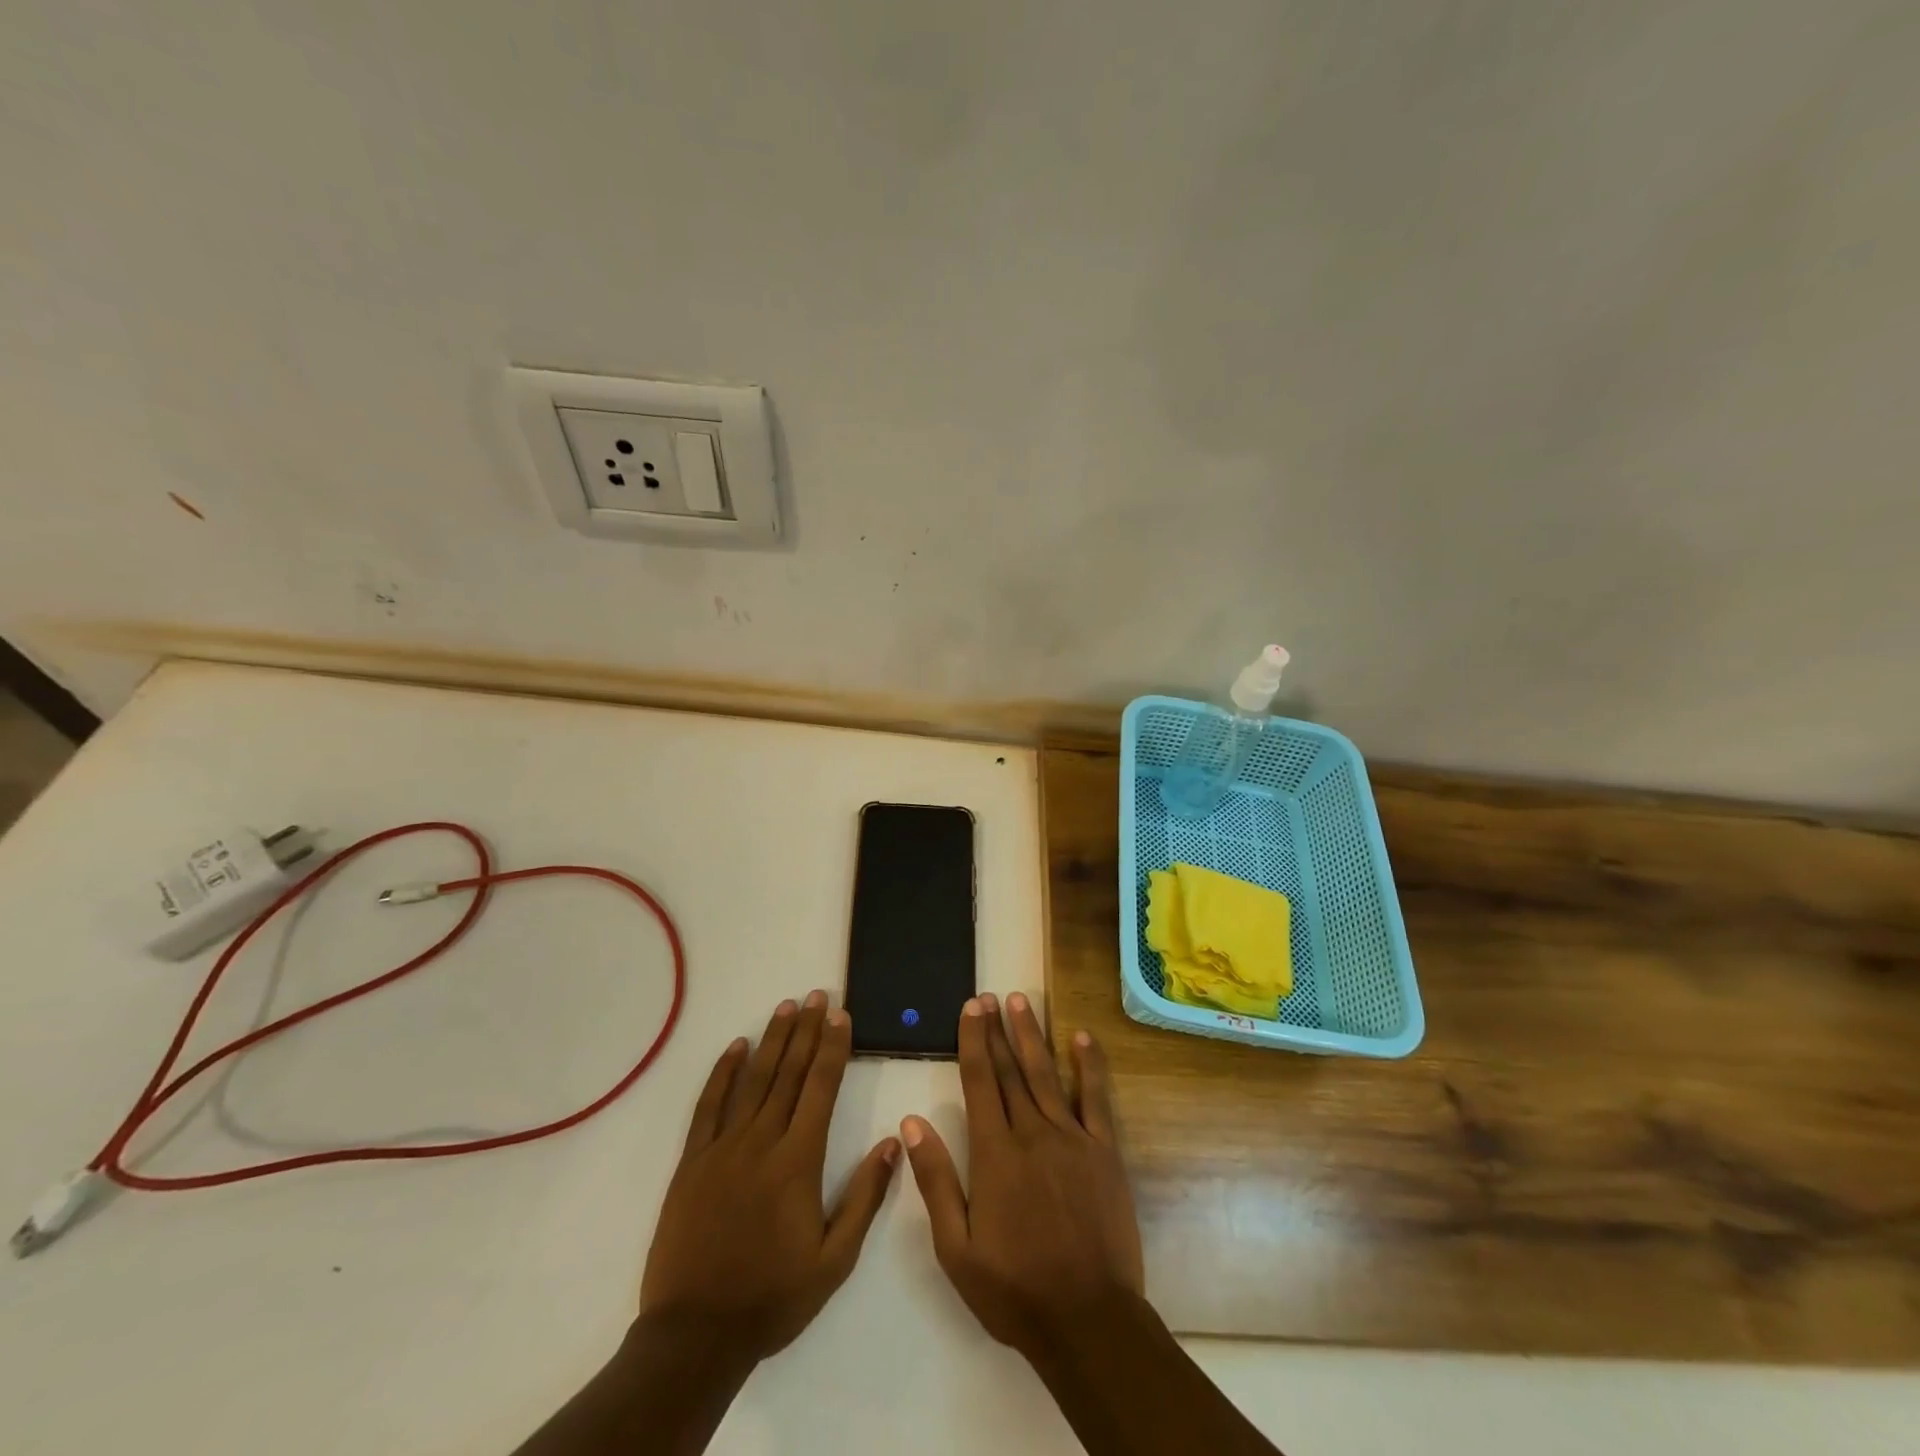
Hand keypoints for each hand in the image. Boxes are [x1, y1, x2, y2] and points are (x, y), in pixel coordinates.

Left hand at [640, 992, 900, 1365]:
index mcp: (798, 1160)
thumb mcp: (834, 1260)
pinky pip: (709, 1105)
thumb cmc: (773, 1297)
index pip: (821, 1087)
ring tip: (787, 1007)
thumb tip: (893, 1142)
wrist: (695, 1336)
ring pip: (753, 1080)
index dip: (833, 1047)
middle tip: (818, 995)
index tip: (842, 1015)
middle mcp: (762, 1141)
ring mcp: (723, 1148)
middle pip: (789, 1073)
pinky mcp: (692, 1161)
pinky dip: (723, 1072)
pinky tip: (736, 1047)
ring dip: (773, 1040)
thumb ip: (865, 1198)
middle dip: (808, 1030)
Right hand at [901, 991, 1142, 1355]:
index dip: (973, 1040)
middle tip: (990, 996)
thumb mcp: (957, 1248)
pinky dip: (1089, 1065)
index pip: (978, 1082)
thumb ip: (936, 1180)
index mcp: (995, 1154)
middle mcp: (1032, 1133)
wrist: (1089, 1321)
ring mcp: (1072, 1139)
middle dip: (998, 1030)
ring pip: (1046, 1074)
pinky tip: (1082, 1038)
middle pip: (1010, 1070)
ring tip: (1021, 1002)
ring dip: (1032, 1035)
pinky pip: (1095, 1099)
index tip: (971, 1008)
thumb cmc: (1015, 1290)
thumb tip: (913, 1122)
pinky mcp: (1105, 1152)